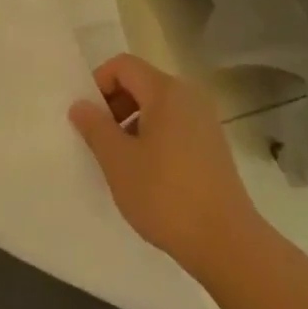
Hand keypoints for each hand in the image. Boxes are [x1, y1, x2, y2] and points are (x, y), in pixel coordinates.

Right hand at [69, 54, 261, 280]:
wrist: (227, 242)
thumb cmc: (166, 195)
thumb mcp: (119, 162)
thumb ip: (95, 127)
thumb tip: (80, 105)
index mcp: (165, 90)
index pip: (123, 66)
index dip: (99, 84)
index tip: (88, 118)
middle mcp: (188, 95)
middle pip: (141, 83)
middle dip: (114, 106)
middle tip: (100, 141)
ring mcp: (204, 120)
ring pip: (157, 107)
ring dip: (132, 124)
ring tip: (121, 162)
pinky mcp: (213, 146)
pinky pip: (174, 126)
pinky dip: (154, 138)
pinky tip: (147, 175)